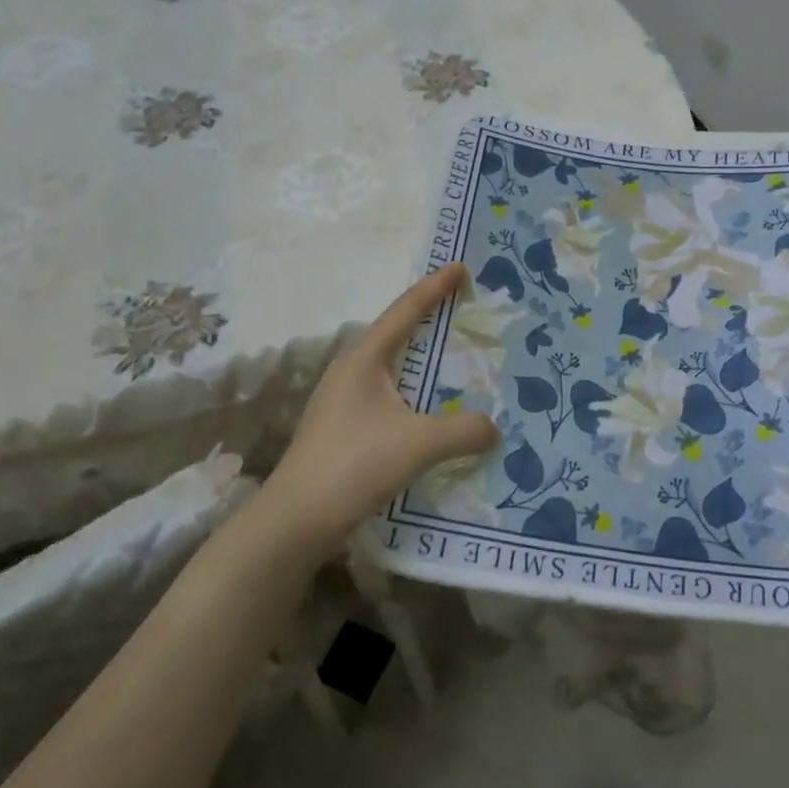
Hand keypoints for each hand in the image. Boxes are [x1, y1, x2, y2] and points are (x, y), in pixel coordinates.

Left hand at [258, 264, 498, 548]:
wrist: (295, 521)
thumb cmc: (355, 465)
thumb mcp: (419, 444)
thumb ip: (463, 431)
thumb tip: (493, 428)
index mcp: (364, 360)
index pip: (405, 311)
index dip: (434, 287)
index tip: (460, 266)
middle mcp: (350, 372)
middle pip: (395, 334)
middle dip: (429, 320)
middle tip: (463, 311)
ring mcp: (341, 402)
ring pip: (390, 369)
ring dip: (421, 361)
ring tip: (454, 362)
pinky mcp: (341, 431)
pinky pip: (386, 397)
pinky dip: (413, 394)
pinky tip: (429, 414)